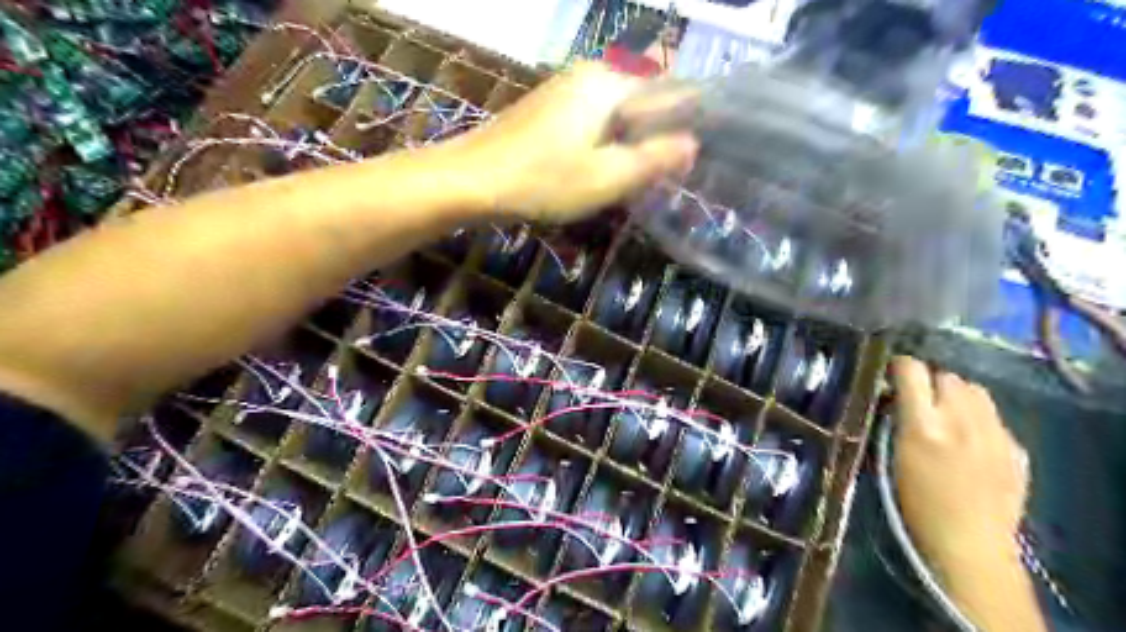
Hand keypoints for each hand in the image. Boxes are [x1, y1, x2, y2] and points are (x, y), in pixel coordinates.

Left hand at [463, 62, 700, 220]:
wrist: (472, 180)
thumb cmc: (544, 180)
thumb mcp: (608, 177)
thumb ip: (655, 159)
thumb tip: (692, 143)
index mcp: (610, 83)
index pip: (669, 89)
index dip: (688, 119)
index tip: (697, 152)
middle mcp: (590, 75)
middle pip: (642, 100)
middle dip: (657, 133)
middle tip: (664, 174)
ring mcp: (565, 89)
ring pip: (617, 111)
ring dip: (631, 140)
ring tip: (638, 175)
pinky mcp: (548, 108)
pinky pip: (593, 119)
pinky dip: (607, 140)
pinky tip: (603, 166)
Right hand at [888, 358, 1027, 569]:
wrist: (970, 543)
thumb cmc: (917, 504)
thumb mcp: (892, 458)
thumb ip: (898, 421)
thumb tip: (895, 397)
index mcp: (924, 425)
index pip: (912, 371)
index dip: (900, 367)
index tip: (892, 375)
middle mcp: (961, 420)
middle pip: (947, 376)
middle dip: (931, 382)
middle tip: (920, 401)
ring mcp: (995, 433)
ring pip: (976, 390)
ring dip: (958, 395)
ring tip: (948, 414)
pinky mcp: (1017, 448)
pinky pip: (994, 417)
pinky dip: (979, 419)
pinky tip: (971, 440)